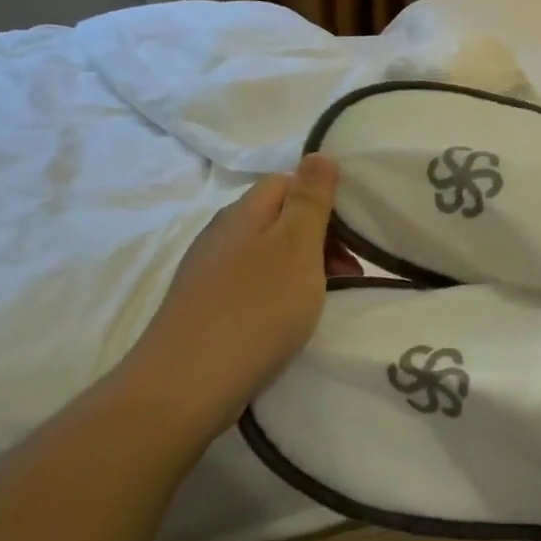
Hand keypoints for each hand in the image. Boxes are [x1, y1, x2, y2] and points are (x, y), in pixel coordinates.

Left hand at [118, 154, 352, 438]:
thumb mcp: (296, 246)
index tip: (354, 236)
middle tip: (350, 273)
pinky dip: (279, 296)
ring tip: (326, 301)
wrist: (185, 386)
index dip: (324, 201)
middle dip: (320, 240)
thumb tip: (319, 154)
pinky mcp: (204, 309)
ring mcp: (208, 274)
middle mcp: (222, 235)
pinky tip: (289, 322)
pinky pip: (253, 287)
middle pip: (279, 220)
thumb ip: (311, 199)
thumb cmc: (255, 309)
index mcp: (244, 213)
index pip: (288, 183)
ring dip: (303, 270)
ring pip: (268, 256)